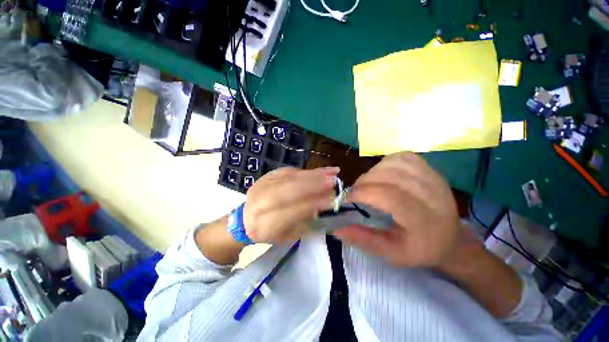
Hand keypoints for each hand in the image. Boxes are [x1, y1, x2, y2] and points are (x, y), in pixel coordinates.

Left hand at [243, 167, 338, 243]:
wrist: (244, 220)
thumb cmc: (269, 232)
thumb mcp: (288, 235)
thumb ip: (306, 221)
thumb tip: (325, 204)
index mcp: (267, 224)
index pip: (294, 210)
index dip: (314, 204)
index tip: (332, 200)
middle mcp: (262, 203)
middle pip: (290, 189)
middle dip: (314, 184)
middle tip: (334, 181)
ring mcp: (263, 185)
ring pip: (290, 177)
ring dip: (313, 174)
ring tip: (331, 172)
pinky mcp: (266, 176)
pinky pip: (289, 171)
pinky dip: (306, 171)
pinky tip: (319, 170)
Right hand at [333, 152, 460, 267]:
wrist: (451, 239)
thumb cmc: (420, 249)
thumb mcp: (391, 254)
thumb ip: (363, 240)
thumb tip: (336, 229)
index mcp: (424, 220)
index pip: (388, 196)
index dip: (362, 194)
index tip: (346, 199)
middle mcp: (431, 194)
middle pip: (389, 177)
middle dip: (364, 182)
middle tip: (355, 193)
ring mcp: (432, 177)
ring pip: (394, 163)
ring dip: (373, 172)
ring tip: (367, 184)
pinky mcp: (430, 169)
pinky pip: (403, 157)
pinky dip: (386, 162)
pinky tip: (381, 174)